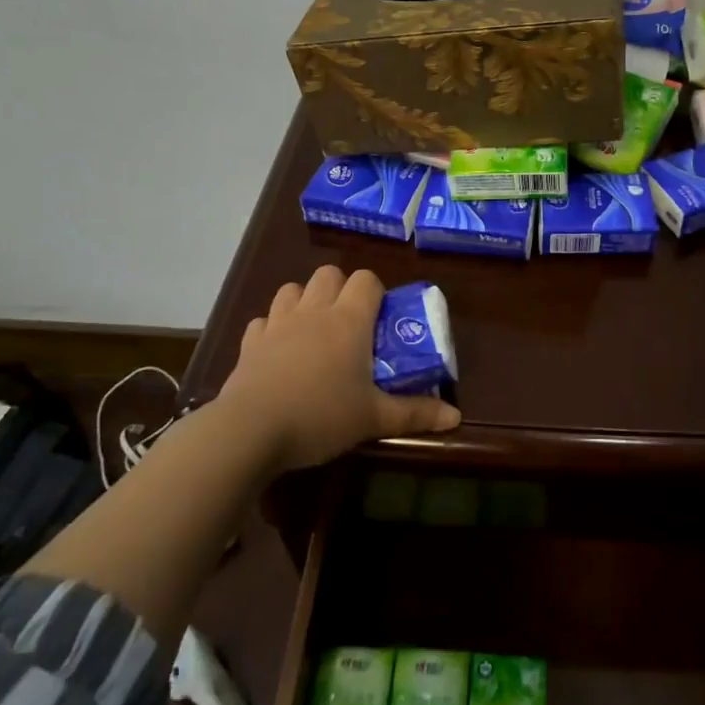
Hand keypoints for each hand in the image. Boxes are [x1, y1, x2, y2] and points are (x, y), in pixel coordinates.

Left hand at [217, 266, 460, 469]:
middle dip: (341, 289)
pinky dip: (273, 328)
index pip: (366, 280)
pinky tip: (278, 351)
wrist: (251, 431)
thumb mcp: (374, 419)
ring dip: (305, 300)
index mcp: (349, 321)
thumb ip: (415, 414)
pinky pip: (263, 320)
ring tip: (314, 331)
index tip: (381, 318)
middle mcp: (314, 311)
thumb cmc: (322, 416)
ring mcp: (277, 324)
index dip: (376, 292)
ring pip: (292, 289)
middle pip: (329, 274)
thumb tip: (455, 416)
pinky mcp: (249, 343)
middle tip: (350, 323)